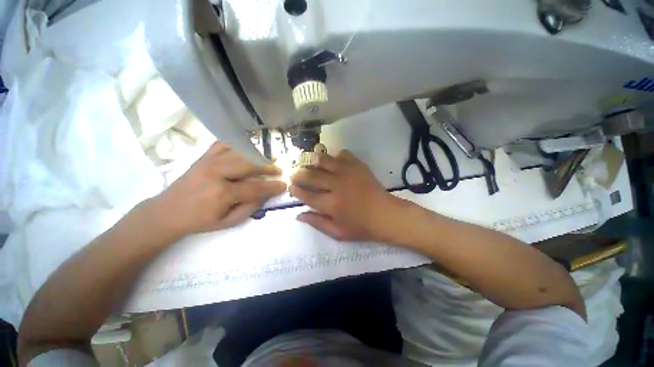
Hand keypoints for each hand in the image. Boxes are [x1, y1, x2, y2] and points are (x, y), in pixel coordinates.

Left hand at [148, 142, 285, 237]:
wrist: (167, 212)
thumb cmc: (200, 221)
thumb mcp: (228, 222)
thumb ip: (250, 207)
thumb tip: (265, 194)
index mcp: (222, 193)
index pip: (255, 187)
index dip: (272, 186)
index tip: (284, 185)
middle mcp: (216, 173)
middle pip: (249, 164)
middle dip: (267, 166)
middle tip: (278, 170)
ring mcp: (208, 162)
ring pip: (239, 152)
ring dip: (257, 155)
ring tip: (269, 158)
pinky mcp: (203, 157)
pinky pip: (223, 144)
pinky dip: (238, 144)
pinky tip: (247, 148)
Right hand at [290, 150, 400, 241]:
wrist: (386, 215)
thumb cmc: (362, 227)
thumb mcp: (338, 233)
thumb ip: (317, 223)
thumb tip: (299, 214)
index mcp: (331, 204)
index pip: (307, 194)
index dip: (296, 190)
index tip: (291, 186)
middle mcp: (337, 185)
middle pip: (312, 175)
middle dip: (300, 174)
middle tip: (295, 173)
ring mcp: (348, 173)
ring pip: (324, 160)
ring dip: (314, 161)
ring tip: (310, 163)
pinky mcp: (358, 166)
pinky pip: (342, 154)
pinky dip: (335, 157)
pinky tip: (334, 162)